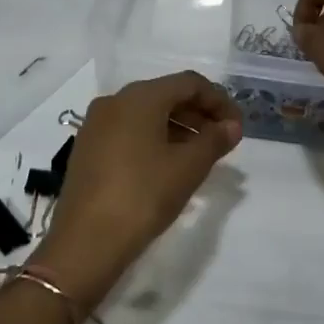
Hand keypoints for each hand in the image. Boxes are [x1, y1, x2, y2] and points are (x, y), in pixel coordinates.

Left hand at [30, 72, 241, 306]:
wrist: (86, 241)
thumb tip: (232, 126)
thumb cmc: (143, 195)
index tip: (237, 127)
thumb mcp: (188, 168)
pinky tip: (168, 166)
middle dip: (198, 114)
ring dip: (178, 128)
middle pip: (166, 95)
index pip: (189, 83)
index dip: (219, 101)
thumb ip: (214, 140)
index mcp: (139, 97)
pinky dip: (154, 139)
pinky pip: (128, 132)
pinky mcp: (87, 149)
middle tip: (222, 141)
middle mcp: (114, 102)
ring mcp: (96, 125)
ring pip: (146, 115)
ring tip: (200, 156)